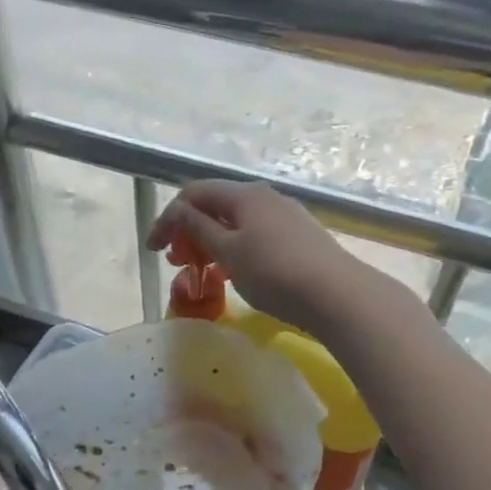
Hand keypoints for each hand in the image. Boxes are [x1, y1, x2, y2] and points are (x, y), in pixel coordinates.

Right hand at [146, 179, 379, 335]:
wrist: (337, 295)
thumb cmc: (274, 273)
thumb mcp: (228, 252)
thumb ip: (199, 228)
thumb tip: (179, 209)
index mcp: (244, 194)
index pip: (193, 194)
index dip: (168, 219)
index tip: (153, 250)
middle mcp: (265, 197)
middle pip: (215, 206)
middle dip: (189, 231)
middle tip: (178, 262)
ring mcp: (285, 216)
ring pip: (236, 223)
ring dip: (211, 242)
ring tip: (203, 270)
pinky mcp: (299, 237)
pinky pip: (255, 236)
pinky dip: (234, 249)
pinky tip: (235, 273)